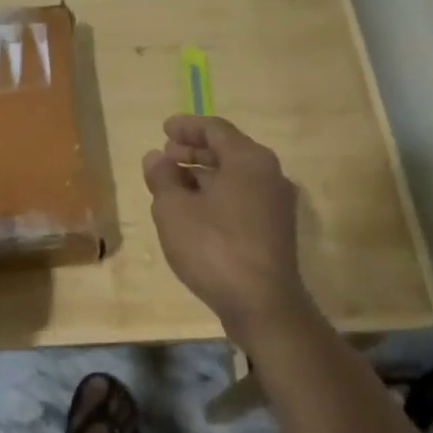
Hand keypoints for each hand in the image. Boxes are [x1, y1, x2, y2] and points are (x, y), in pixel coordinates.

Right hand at [143, 116, 315, 344]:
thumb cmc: (215, 247)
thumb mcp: (174, 210)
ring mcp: (276, 204)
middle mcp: (269, 174)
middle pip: (228, 151)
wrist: (263, 306)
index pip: (215, 130)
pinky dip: (217, 195)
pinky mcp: (276, 230)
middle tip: (166, 154)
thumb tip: (156, 157)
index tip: (164, 129)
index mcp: (249, 160)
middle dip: (194, 151)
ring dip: (203, 175)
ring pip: (235, 176)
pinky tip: (194, 210)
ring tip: (173, 183)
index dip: (187, 127)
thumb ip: (162, 178)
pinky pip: (243, 198)